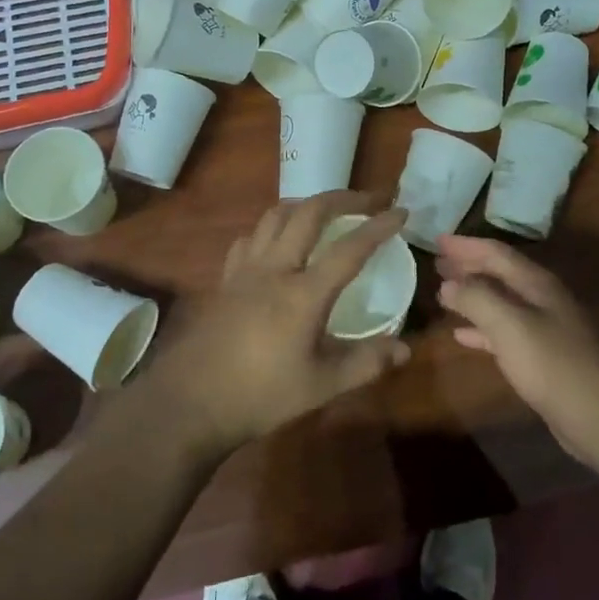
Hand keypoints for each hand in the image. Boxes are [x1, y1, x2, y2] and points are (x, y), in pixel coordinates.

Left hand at [147, 193, 411, 458]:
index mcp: (304, 294)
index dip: (379, 226)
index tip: (401, 211)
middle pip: (309, 213)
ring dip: (306, 205)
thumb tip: (405, 349)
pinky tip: (278, 241)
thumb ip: (365, 364)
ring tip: (326, 211)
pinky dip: (272, 227)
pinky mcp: (226, 278)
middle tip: (368, 199)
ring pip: (276, 215)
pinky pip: (251, 237)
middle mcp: (275, 269)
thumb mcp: (321, 386)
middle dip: (343, 198)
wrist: (192, 402)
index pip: (350, 248)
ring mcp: (246, 269)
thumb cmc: (261, 395)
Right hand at [436, 235, 598, 464]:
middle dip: (468, 266)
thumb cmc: (551, 364)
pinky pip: (504, 330)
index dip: (466, 245)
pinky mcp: (542, 354)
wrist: (595, 415)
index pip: (496, 252)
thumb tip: (448, 282)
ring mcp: (544, 326)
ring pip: (500, 300)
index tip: (437, 240)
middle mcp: (541, 298)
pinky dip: (481, 326)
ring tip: (443, 293)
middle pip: (499, 273)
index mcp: (536, 283)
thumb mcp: (508, 325)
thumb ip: (476, 298)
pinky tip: (461, 335)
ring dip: (472, 294)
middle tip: (437, 262)